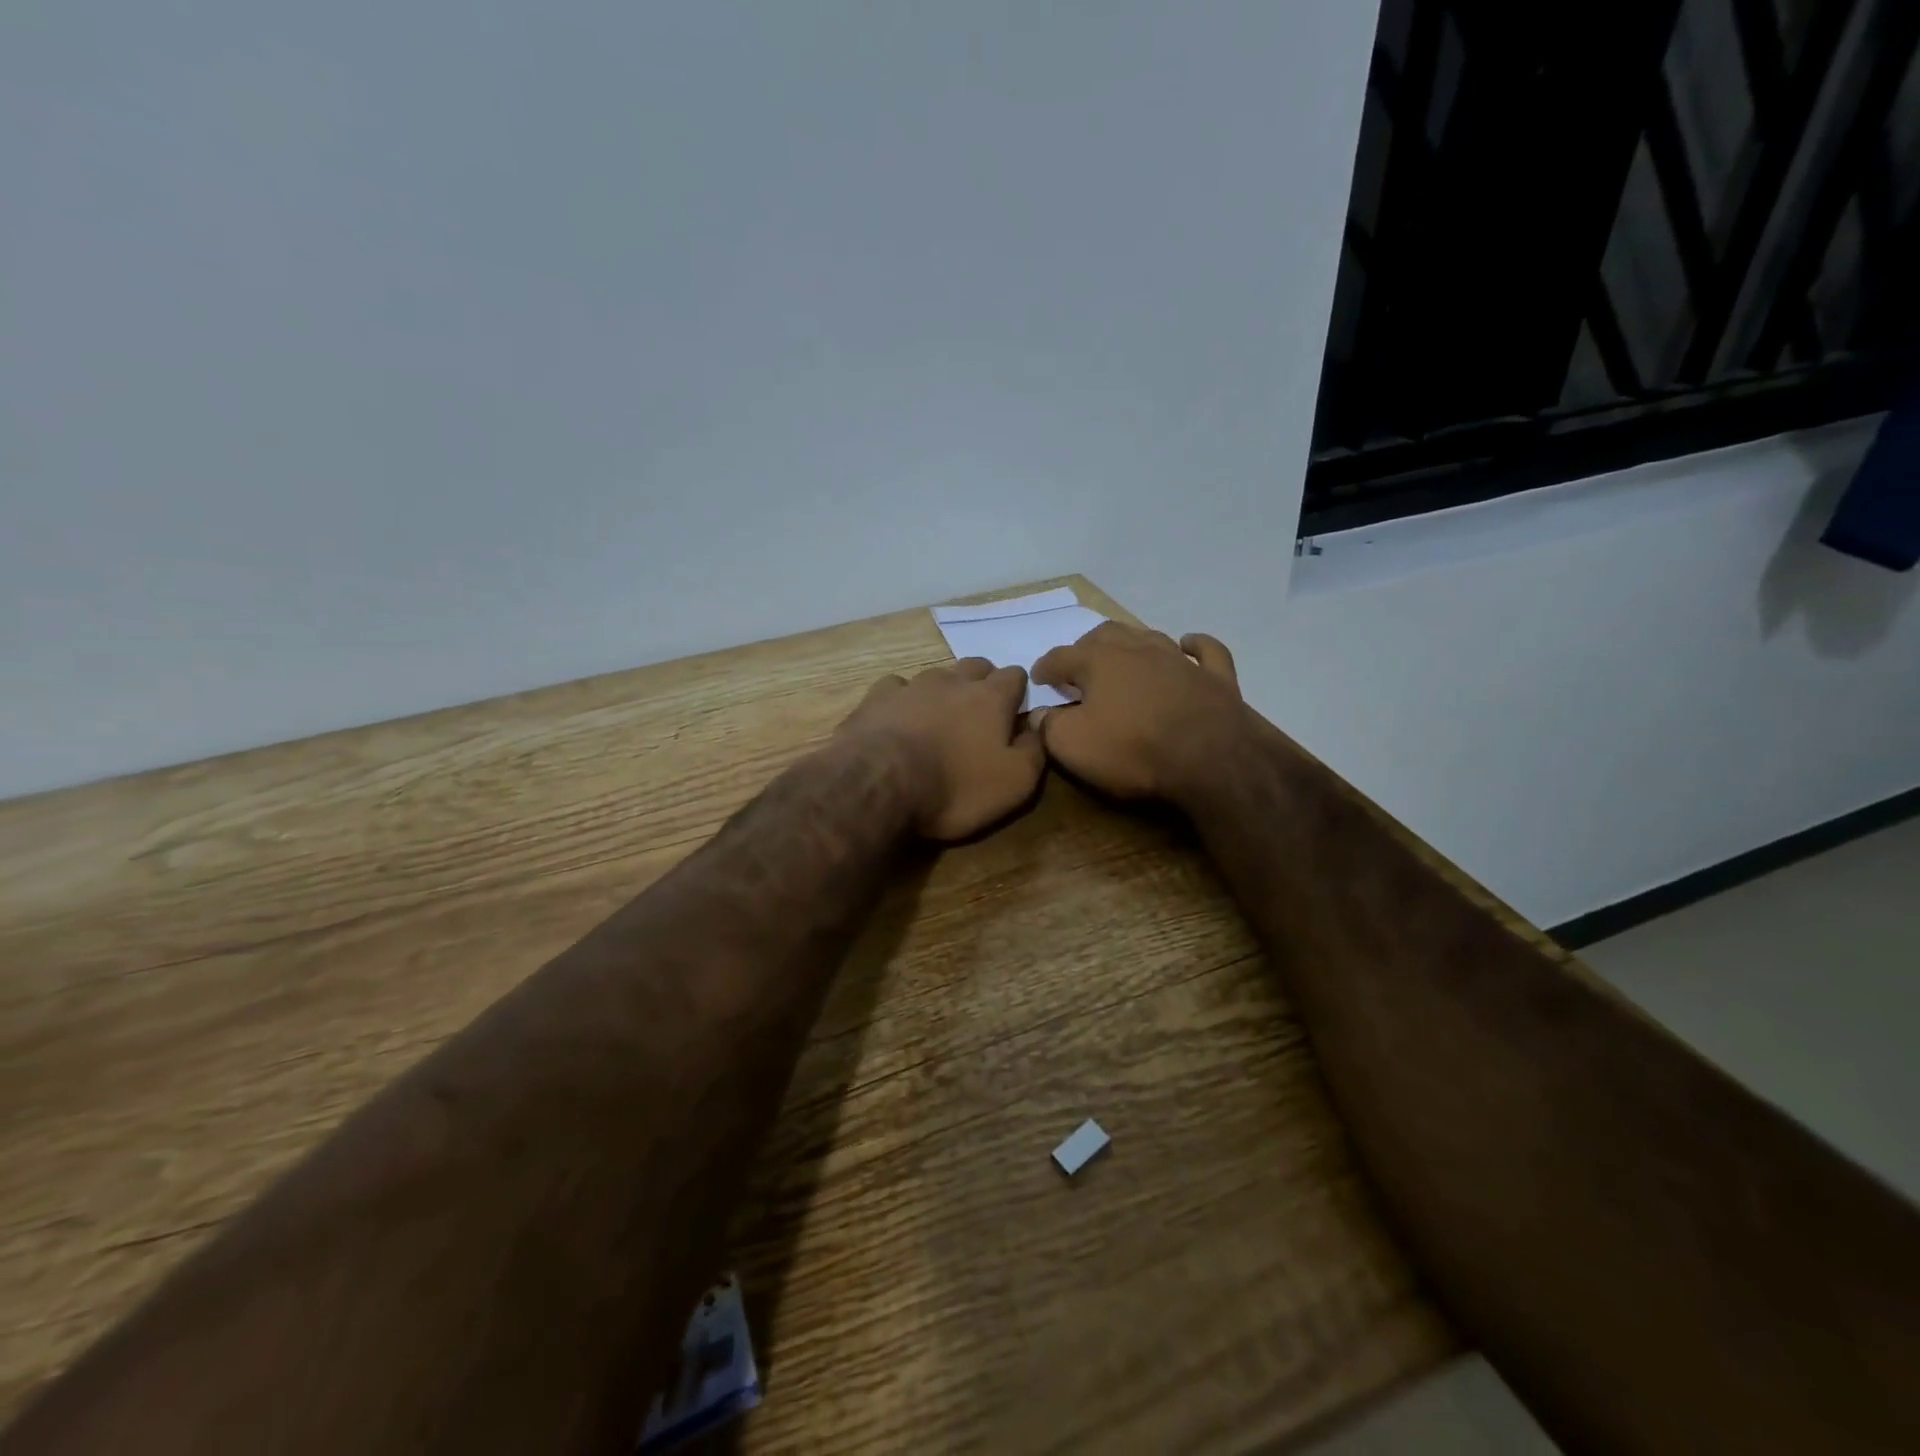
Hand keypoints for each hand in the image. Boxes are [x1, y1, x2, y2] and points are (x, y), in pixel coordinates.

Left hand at [838, 658, 1045, 840]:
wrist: (879, 785)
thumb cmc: (955, 787)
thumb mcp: (1014, 783)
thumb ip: (1034, 750)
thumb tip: (1038, 727)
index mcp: (991, 698)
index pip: (1014, 675)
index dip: (1018, 690)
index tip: (1014, 711)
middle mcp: (953, 681)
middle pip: (975, 666)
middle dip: (982, 682)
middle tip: (980, 712)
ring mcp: (911, 686)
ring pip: (936, 674)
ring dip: (943, 690)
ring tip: (940, 716)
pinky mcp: (876, 698)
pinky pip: (896, 687)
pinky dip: (903, 699)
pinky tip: (898, 717)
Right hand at [1030, 622, 1247, 803]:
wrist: (1210, 758)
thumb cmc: (1133, 749)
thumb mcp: (1073, 746)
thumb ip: (1049, 726)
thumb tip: (1040, 714)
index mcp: (1099, 661)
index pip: (1061, 657)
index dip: (1045, 667)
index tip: (1037, 678)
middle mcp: (1138, 649)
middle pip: (1105, 635)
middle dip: (1086, 647)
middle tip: (1078, 666)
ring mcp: (1180, 660)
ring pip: (1149, 637)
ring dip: (1130, 644)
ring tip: (1121, 658)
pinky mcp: (1216, 677)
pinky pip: (1205, 651)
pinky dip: (1194, 646)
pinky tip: (1187, 646)